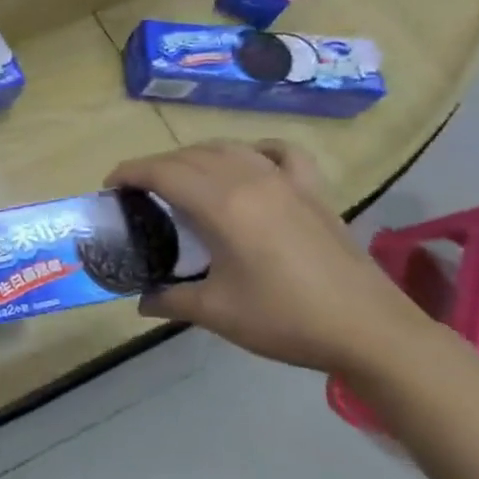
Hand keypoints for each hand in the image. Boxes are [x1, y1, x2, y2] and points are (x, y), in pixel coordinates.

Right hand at [107, 141, 440, 376]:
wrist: (368, 330)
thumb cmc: (285, 320)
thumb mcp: (217, 313)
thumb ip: (171, 299)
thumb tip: (140, 301)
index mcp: (222, 205)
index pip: (162, 172)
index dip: (130, 172)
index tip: (110, 186)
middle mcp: (250, 179)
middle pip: (190, 156)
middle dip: (156, 167)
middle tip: (139, 193)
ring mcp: (285, 180)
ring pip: (228, 148)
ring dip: (196, 157)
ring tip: (182, 179)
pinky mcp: (313, 191)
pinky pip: (279, 152)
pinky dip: (255, 150)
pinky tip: (249, 163)